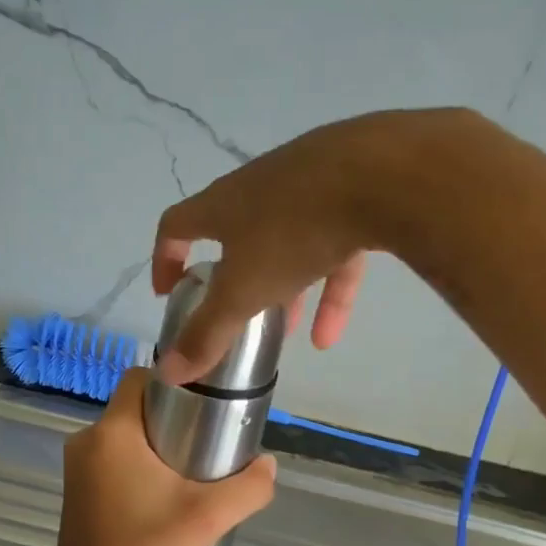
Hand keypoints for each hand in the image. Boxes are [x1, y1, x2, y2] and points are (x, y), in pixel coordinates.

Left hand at [45, 369, 276, 545]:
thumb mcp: (207, 518)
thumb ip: (247, 487)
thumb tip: (268, 464)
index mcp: (112, 432)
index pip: (140, 378)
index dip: (175, 382)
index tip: (205, 404)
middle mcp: (87, 441)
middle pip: (136, 408)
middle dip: (173, 417)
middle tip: (209, 439)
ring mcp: (76, 468)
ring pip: (125, 435)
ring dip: (157, 444)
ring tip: (192, 469)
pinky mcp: (77, 491)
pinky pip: (113, 459)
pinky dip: (139, 465)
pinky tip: (164, 494)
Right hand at [152, 109, 484, 382]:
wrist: (379, 173)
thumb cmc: (292, 231)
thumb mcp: (243, 291)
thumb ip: (207, 333)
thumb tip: (168, 372)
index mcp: (222, 204)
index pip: (176, 225)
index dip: (166, 260)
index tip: (170, 293)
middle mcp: (259, 188)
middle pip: (236, 234)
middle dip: (234, 279)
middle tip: (234, 314)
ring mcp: (308, 186)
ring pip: (288, 243)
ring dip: (285, 289)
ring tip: (287, 333)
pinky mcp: (352, 194)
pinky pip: (334, 247)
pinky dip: (329, 288)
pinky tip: (332, 334)